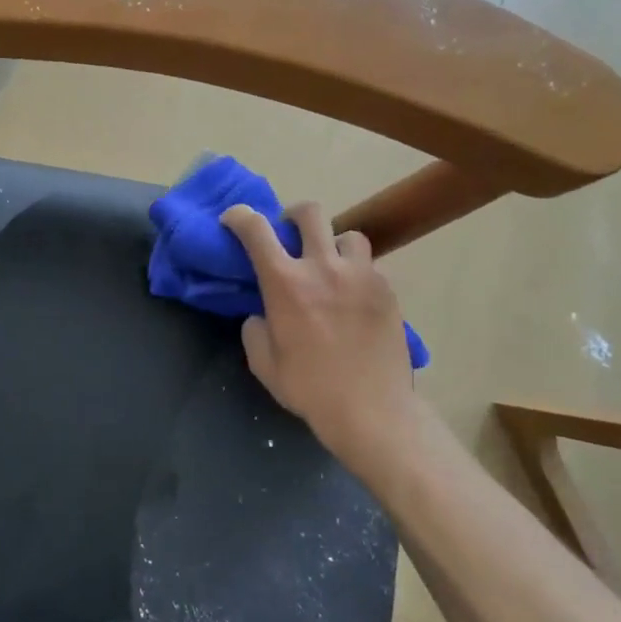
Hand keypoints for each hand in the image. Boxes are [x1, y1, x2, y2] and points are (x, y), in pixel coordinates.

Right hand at [220, 202, 414, 461]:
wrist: (371, 409)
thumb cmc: (309, 388)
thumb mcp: (263, 362)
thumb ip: (256, 330)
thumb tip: (262, 315)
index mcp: (285, 283)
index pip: (255, 230)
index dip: (239, 217)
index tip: (233, 221)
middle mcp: (323, 267)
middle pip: (309, 213)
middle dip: (293, 216)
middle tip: (290, 234)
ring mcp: (360, 275)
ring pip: (348, 235)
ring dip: (333, 244)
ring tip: (330, 266)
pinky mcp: (387, 290)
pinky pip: (370, 265)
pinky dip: (356, 272)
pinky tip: (353, 297)